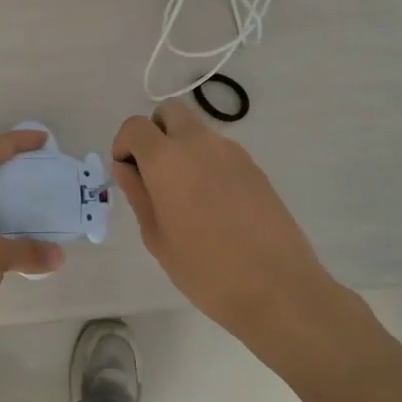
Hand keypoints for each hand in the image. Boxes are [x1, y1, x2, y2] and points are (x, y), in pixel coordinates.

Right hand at [110, 99, 334, 338]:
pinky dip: (208, 164)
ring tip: (187, 197)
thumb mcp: (157, 237)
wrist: (277, 288)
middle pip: (170, 113)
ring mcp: (233, 152)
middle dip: (155, 134)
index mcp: (167, 159)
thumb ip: (138, 195)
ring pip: (197, 132)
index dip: (124, 146)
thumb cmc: (205, 269)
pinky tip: (215, 207)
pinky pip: (220, 152)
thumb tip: (127, 169)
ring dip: (183, 149)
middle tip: (154, 175)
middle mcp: (200, 143)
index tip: (128, 175)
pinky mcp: (255, 168)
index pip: (135, 126)